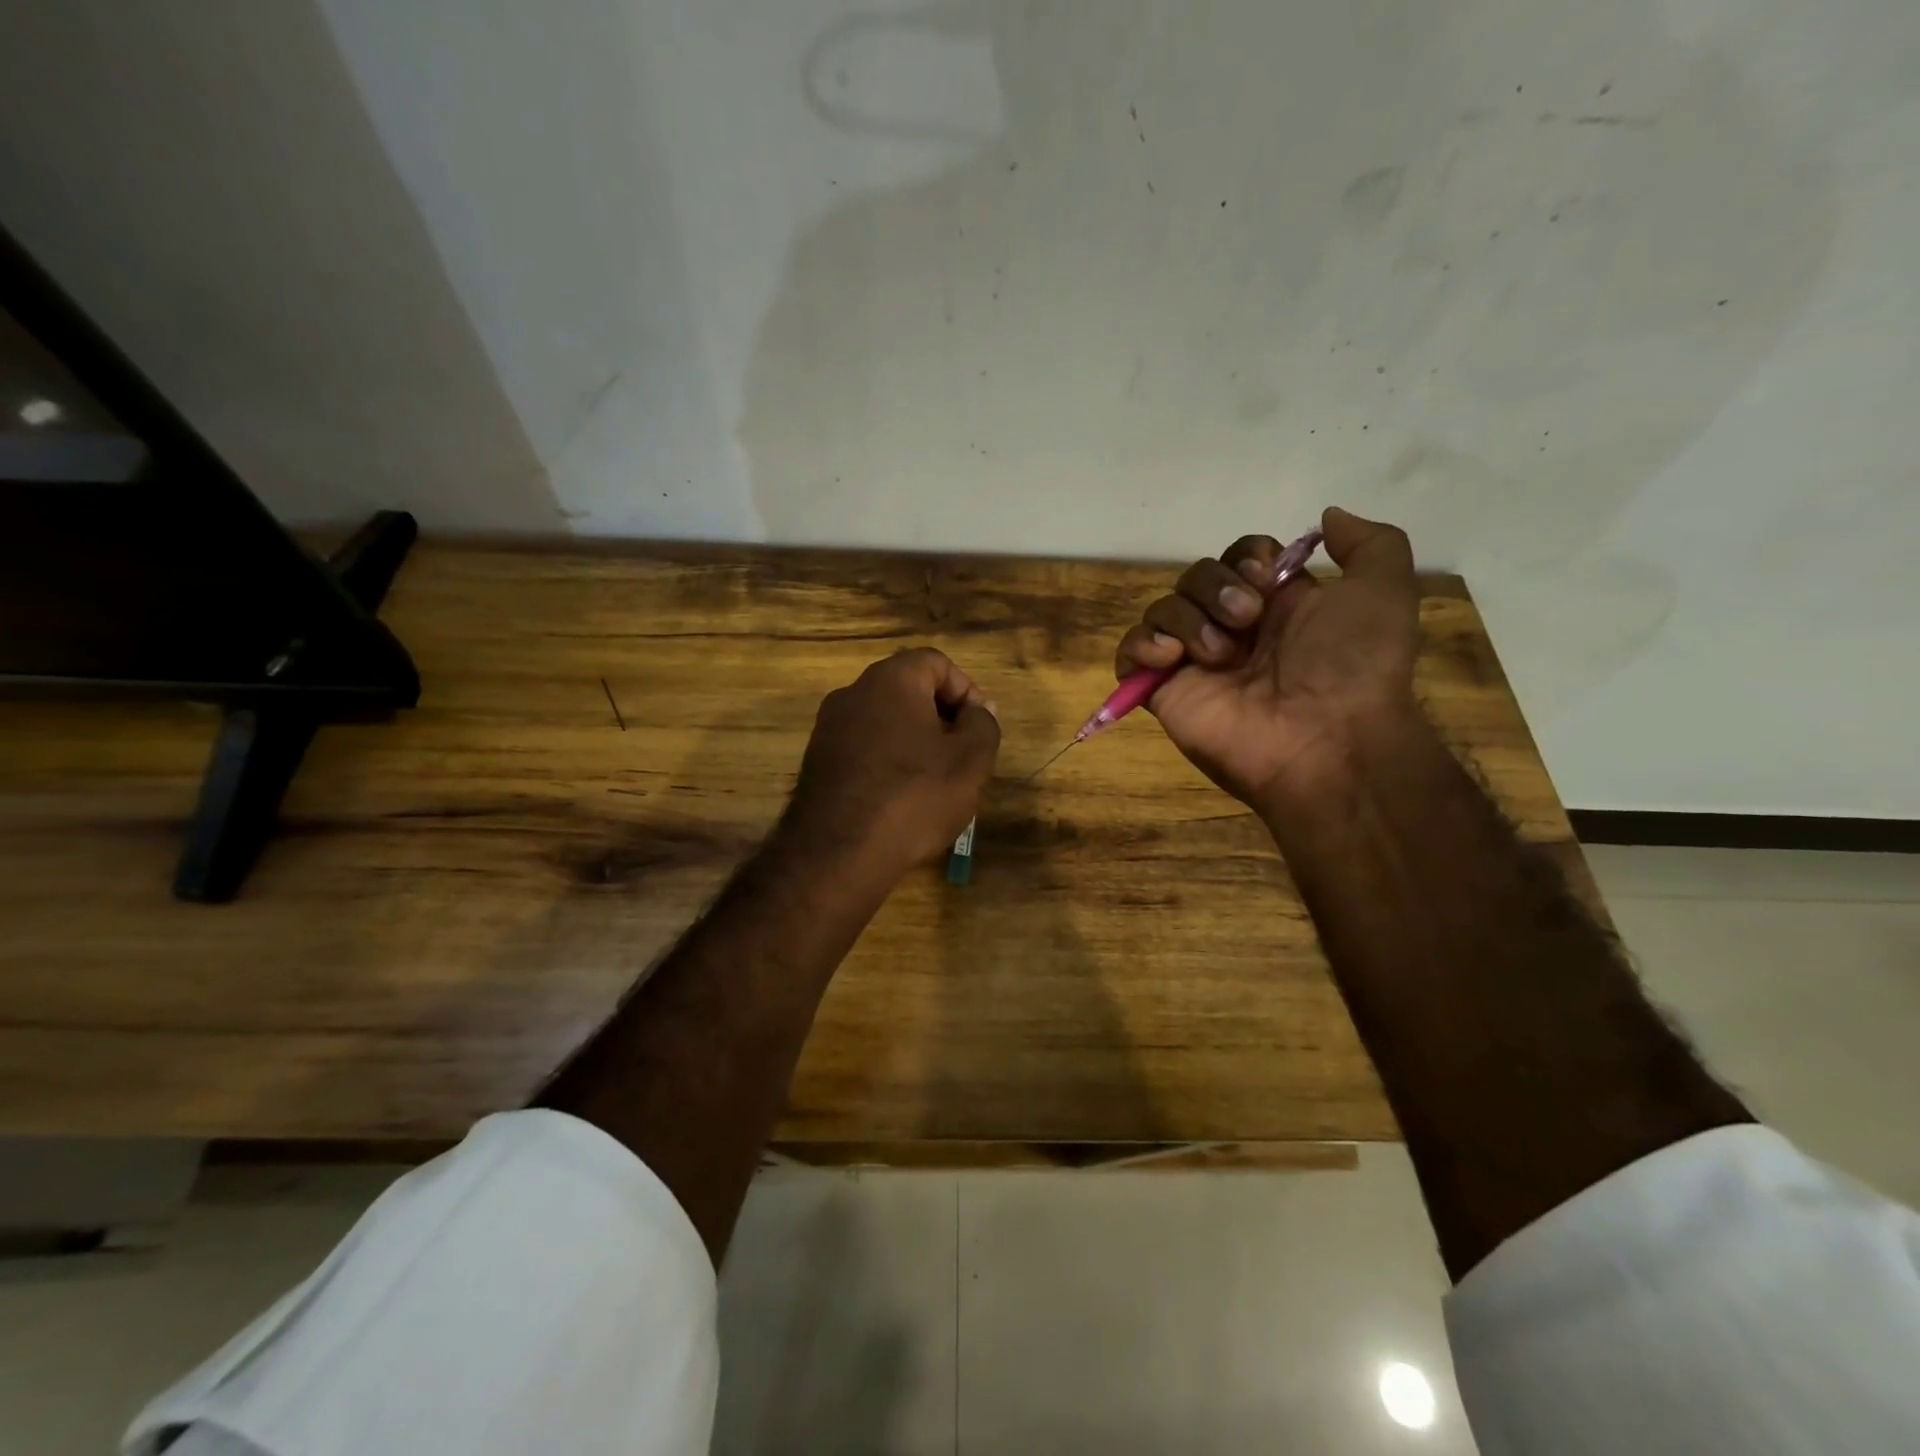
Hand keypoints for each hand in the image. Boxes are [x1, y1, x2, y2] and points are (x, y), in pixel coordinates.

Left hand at [785, 648, 1000, 872]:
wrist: (839, 852)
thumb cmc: (915, 796)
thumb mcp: (970, 761)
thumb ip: (983, 725)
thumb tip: (980, 710)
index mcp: (891, 679)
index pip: (936, 662)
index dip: (966, 690)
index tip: (979, 728)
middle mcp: (853, 692)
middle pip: (908, 690)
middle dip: (941, 718)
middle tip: (962, 756)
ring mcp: (828, 728)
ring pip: (885, 721)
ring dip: (915, 742)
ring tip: (934, 782)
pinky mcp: (816, 762)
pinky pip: (863, 748)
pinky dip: (887, 762)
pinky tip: (900, 799)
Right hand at [1114, 507, 1421, 810]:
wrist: (1324, 738)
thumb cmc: (1352, 664)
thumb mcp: (1385, 589)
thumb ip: (1369, 543)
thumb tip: (1326, 517)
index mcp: (1276, 605)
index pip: (1238, 558)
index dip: (1245, 557)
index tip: (1266, 578)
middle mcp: (1231, 629)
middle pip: (1195, 577)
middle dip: (1216, 587)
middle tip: (1247, 620)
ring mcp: (1194, 662)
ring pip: (1163, 608)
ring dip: (1188, 619)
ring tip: (1220, 655)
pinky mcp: (1163, 691)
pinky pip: (1130, 652)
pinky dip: (1142, 645)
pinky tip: (1170, 657)